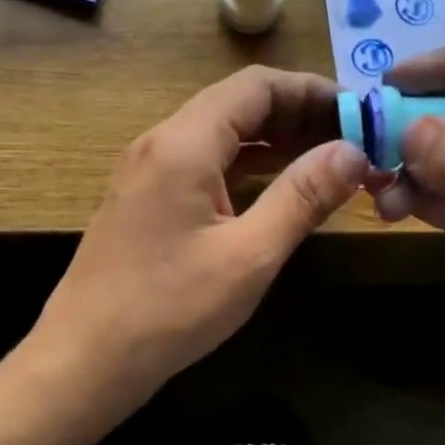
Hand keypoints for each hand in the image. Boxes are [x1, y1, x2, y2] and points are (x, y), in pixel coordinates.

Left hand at [33, 66, 367, 411]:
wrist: (85, 359)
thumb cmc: (169, 310)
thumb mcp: (249, 255)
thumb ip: (302, 197)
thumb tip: (352, 152)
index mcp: (184, 144)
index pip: (256, 86)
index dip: (311, 91)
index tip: (358, 114)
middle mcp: (161, 143)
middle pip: (237, 105)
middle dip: (297, 115)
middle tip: (351, 143)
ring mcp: (148, 172)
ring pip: (220, 135)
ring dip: (274, 142)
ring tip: (327, 163)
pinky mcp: (145, 200)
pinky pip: (204, 164)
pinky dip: (246, 167)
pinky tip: (278, 191)